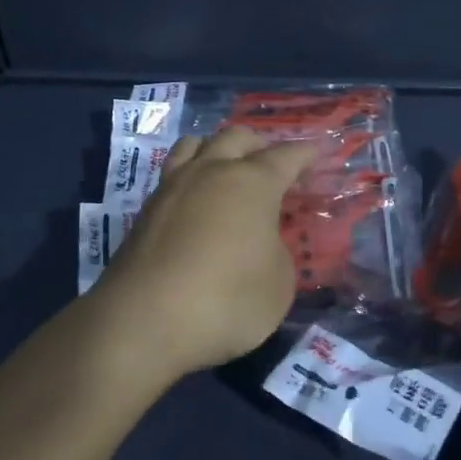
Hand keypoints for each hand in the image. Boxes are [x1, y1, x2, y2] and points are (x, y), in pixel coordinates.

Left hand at [90, 127, 316, 381]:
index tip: (318, 152)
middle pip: (237, 137)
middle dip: (260, 145)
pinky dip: (191, 175)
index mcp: (252, 182)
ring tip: (227, 169)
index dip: (306, 154)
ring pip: (196, 144)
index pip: (286, 156)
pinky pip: (173, 174)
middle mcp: (211, 171)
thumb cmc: (226, 300)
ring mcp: (173, 187)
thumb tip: (262, 242)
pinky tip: (196, 200)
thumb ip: (278, 252)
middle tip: (273, 165)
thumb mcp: (278, 284)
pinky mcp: (145, 211)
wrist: (143, 322)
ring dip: (217, 149)